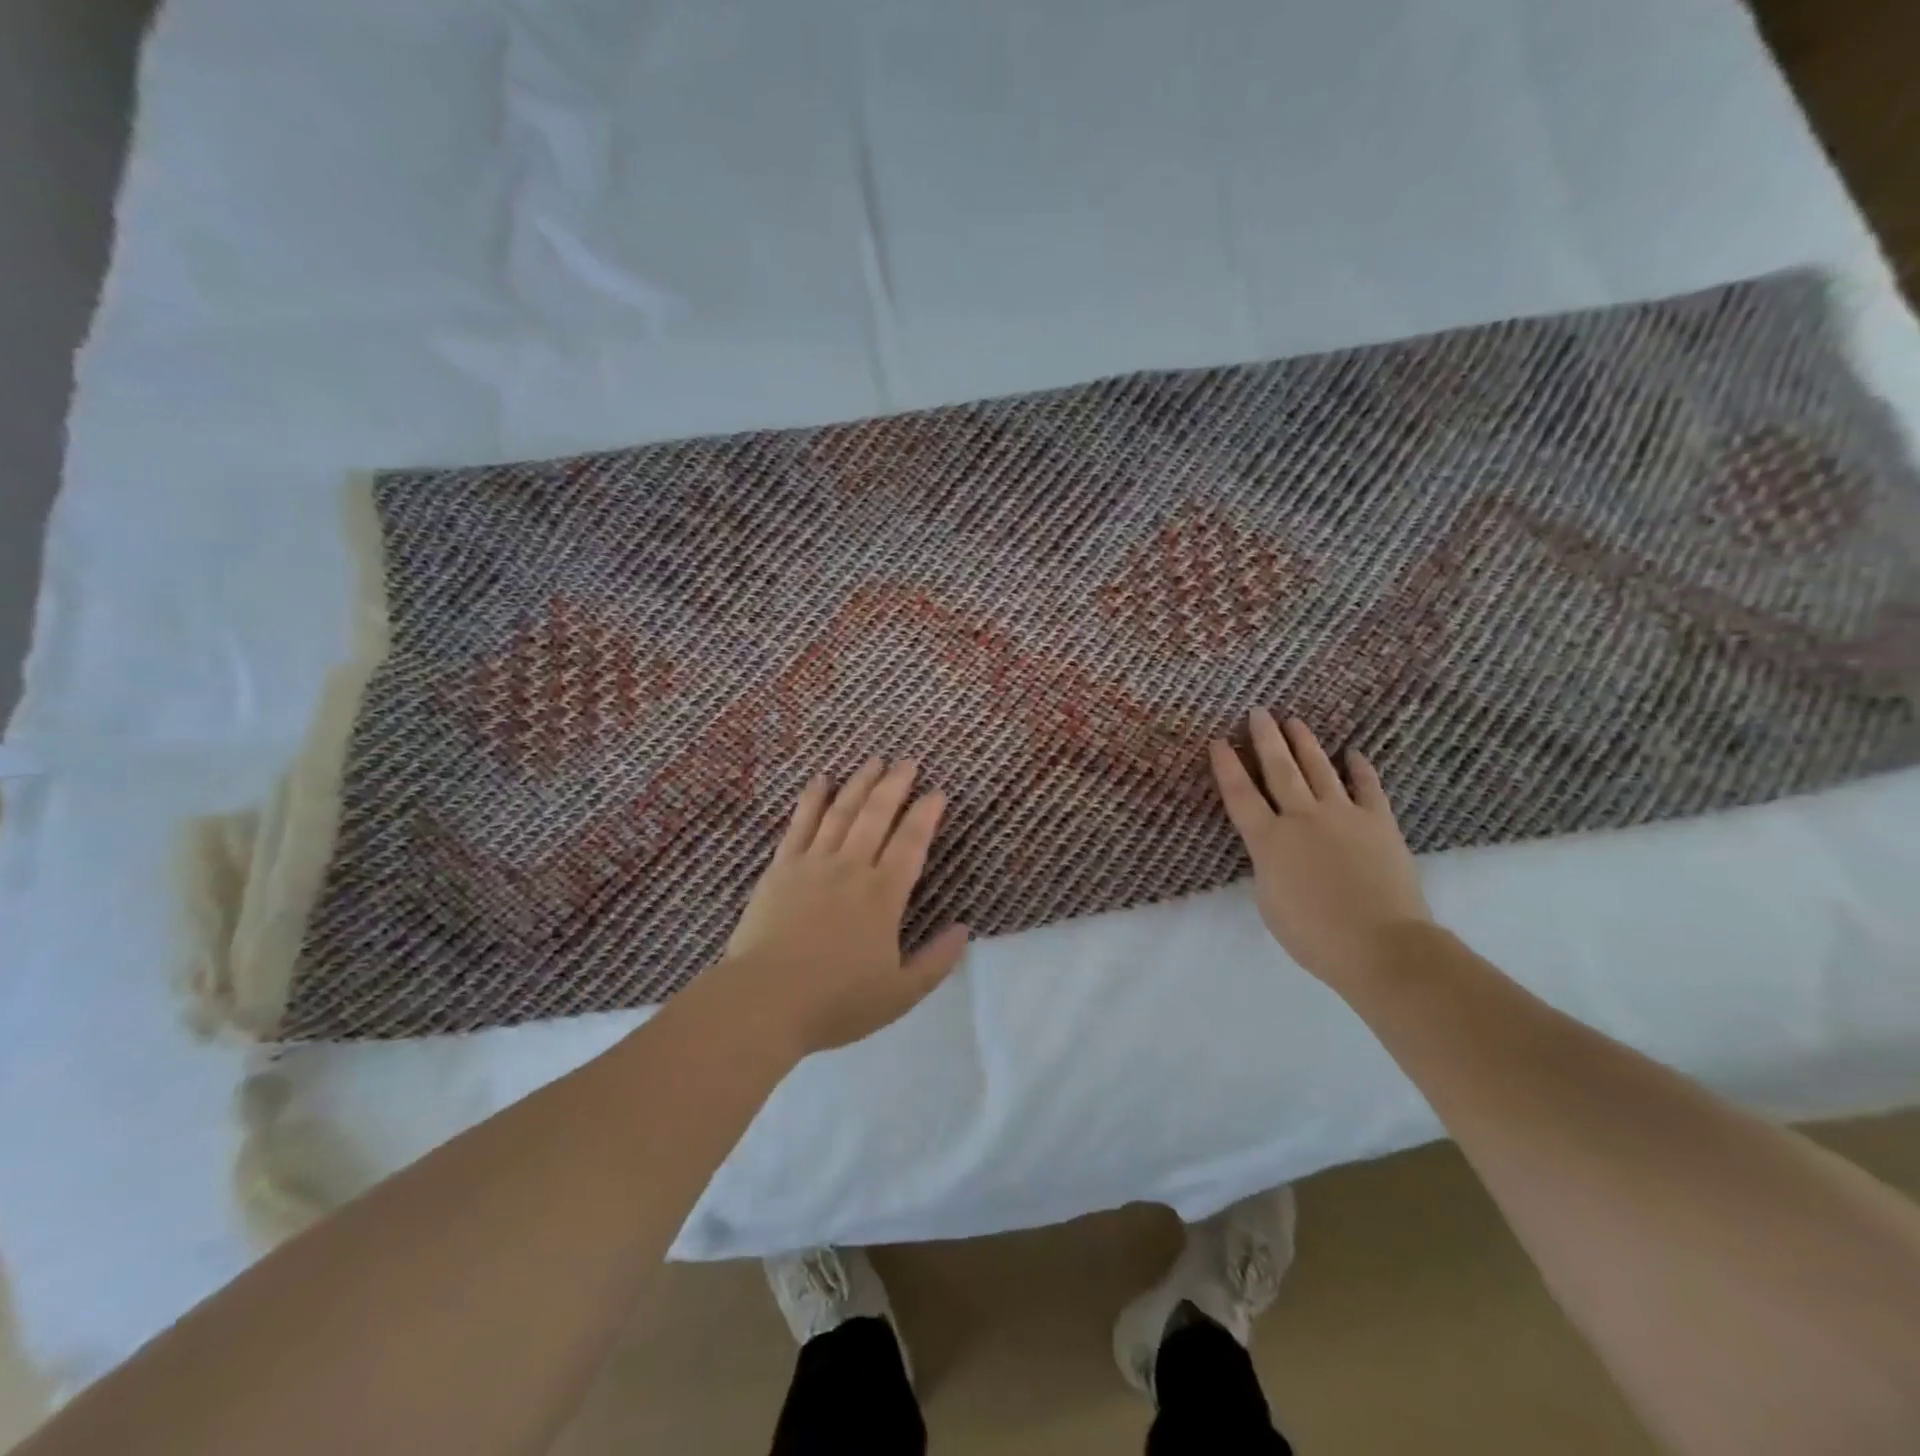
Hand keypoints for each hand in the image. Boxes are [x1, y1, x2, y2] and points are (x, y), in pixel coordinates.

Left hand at [724, 759, 969, 1055]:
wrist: (764, 1001)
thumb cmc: (835, 1002)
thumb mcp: (900, 994)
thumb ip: (936, 961)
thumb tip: (964, 929)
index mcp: (883, 895)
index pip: (911, 842)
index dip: (926, 814)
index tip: (937, 792)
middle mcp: (851, 868)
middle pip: (877, 815)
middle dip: (895, 785)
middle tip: (908, 761)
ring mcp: (813, 863)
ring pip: (841, 811)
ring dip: (860, 783)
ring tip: (874, 760)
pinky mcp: (781, 868)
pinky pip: (800, 823)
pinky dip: (813, 798)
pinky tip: (821, 780)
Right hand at [1210, 709, 1432, 987]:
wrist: (1381, 945)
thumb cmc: (1314, 935)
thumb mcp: (1270, 902)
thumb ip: (1268, 865)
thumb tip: (1276, 847)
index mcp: (1269, 841)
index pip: (1240, 795)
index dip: (1227, 766)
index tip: (1219, 741)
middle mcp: (1302, 818)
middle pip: (1279, 770)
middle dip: (1266, 739)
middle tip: (1258, 711)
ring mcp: (1343, 816)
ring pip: (1318, 769)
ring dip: (1304, 743)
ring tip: (1294, 721)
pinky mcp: (1378, 822)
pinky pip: (1367, 787)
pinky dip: (1359, 769)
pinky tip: (1353, 753)